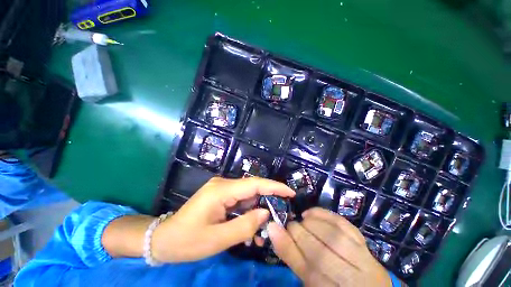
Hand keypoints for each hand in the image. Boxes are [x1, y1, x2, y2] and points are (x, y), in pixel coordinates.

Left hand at [151, 177, 294, 262]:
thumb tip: (265, 213)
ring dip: (256, 211)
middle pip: (252, 189)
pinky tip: (248, 228)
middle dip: (267, 202)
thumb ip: (245, 225)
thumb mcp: (218, 239)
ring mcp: (222, 189)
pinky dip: (247, 213)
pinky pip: (240, 201)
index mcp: (221, 190)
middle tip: (278, 218)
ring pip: (247, 196)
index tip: (290, 192)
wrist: (164, 239)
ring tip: (260, 232)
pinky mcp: (221, 195)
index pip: (254, 184)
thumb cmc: (187, 241)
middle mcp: (223, 184)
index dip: (274, 187)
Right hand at [268, 207, 390, 286]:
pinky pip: (345, 225)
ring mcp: (366, 264)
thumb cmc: (332, 286)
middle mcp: (353, 283)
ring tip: (302, 220)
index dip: (287, 246)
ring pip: (335, 238)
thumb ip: (295, 258)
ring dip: (312, 224)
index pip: (307, 271)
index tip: (273, 227)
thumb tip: (275, 231)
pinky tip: (312, 213)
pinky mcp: (368, 247)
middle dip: (298, 233)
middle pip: (321, 255)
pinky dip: (325, 215)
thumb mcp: (311, 282)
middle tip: (289, 224)